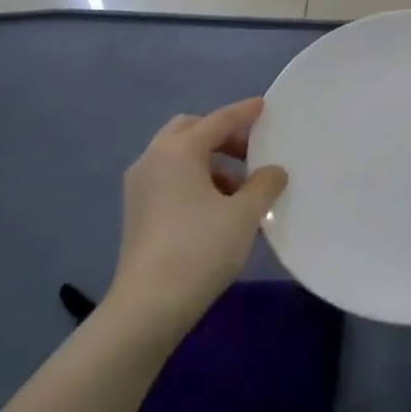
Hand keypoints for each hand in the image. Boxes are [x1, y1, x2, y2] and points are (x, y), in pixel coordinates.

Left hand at [112, 97, 287, 337]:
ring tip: (238, 187)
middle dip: (221, 135)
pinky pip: (169, 177)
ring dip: (208, 160)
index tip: (264, 106)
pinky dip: (193, 179)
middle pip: (190, 130)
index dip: (244, 113)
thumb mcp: (244, 215)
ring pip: (177, 155)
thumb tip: (273, 171)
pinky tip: (215, 207)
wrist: (149, 305)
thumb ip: (264, 185)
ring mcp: (139, 186)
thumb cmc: (200, 249)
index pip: (218, 121)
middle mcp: (153, 159)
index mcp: (178, 151)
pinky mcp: (136, 210)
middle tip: (250, 151)